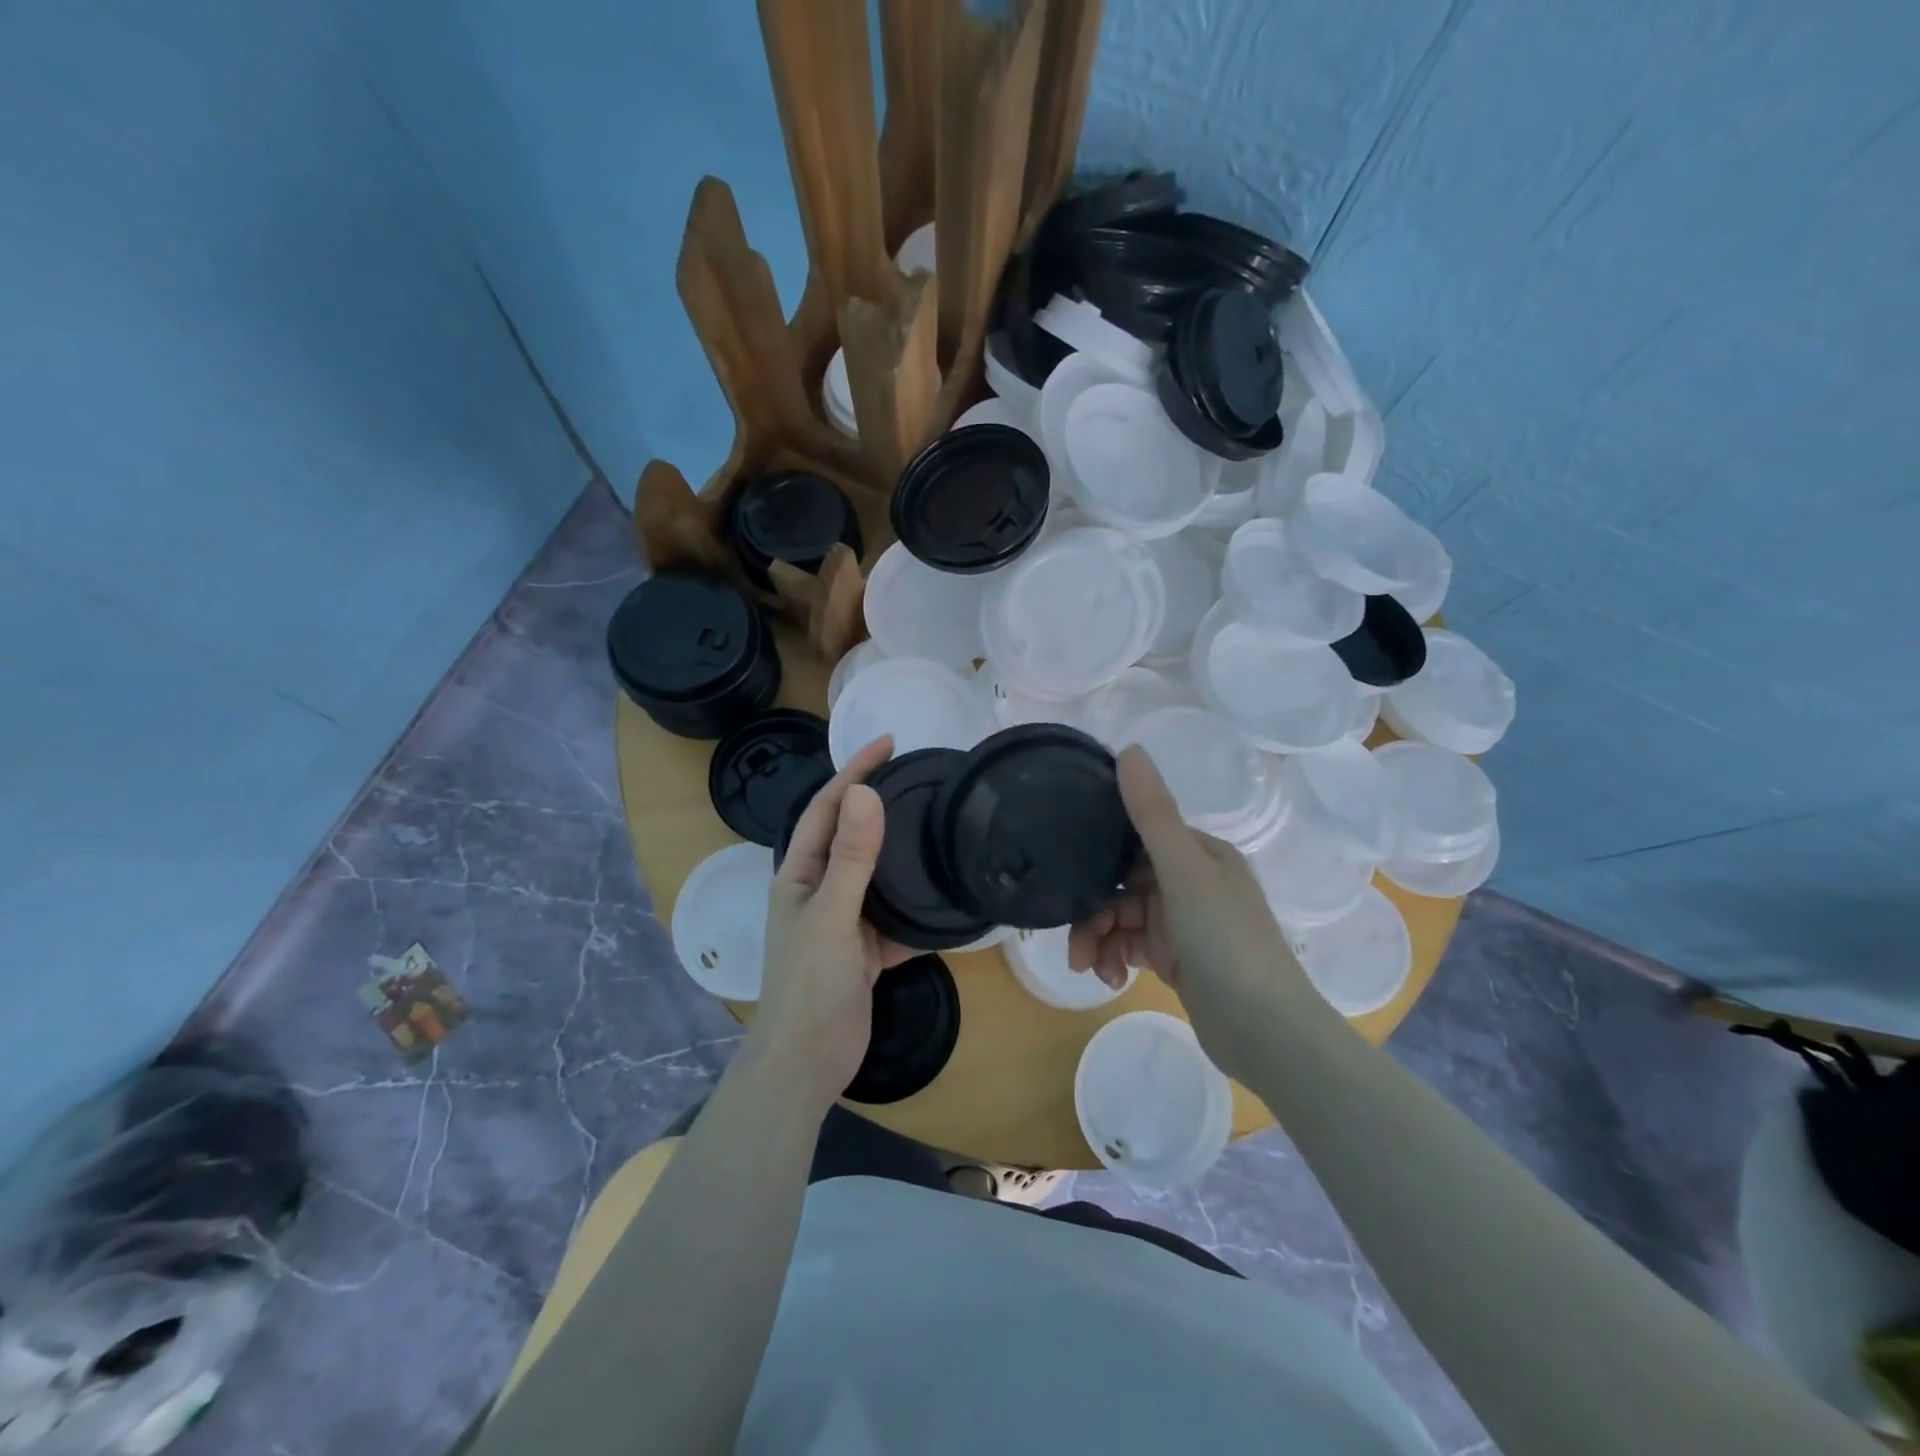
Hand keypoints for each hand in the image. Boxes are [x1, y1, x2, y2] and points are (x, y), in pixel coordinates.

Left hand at [748, 736, 912, 1108]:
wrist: (808, 1063)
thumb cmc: (811, 984)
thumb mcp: (832, 914)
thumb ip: (851, 856)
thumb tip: (865, 792)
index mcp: (799, 874)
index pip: (826, 808)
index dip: (853, 772)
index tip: (889, 743)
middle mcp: (818, 890)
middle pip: (851, 836)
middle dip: (879, 804)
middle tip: (920, 778)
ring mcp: (843, 920)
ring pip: (876, 875)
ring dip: (901, 853)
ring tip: (937, 826)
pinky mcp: (865, 949)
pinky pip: (894, 916)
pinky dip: (916, 906)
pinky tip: (944, 896)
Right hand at [1068, 746, 1314, 1080]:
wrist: (1266, 1033)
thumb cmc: (1226, 942)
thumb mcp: (1184, 873)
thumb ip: (1152, 814)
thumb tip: (1129, 748)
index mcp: (1200, 853)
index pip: (1135, 839)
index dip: (1099, 856)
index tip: (1067, 876)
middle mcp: (1193, 880)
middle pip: (1123, 883)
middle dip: (1094, 912)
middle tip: (1074, 945)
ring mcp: (1186, 922)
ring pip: (1124, 917)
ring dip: (1101, 940)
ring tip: (1089, 968)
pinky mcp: (1179, 958)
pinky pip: (1134, 946)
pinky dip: (1117, 958)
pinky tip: (1110, 979)